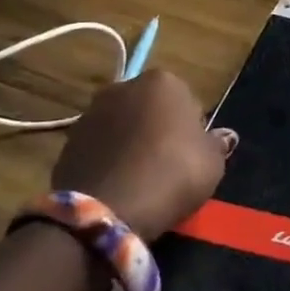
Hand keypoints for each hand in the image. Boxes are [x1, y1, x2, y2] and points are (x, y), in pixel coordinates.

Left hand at [51, 70, 235, 240]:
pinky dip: (110, 161)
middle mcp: (123, 88)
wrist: (108, 209)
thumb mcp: (213, 162)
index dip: (193, 129)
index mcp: (163, 81)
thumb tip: (222, 137)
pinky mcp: (67, 142)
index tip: (193, 153)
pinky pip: (100, 149)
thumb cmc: (173, 173)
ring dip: (132, 144)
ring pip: (123, 127)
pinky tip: (120, 186)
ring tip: (143, 179)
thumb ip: (217, 144)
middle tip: (170, 164)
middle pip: (151, 108)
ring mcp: (90, 113)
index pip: (187, 101)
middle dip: (158, 129)